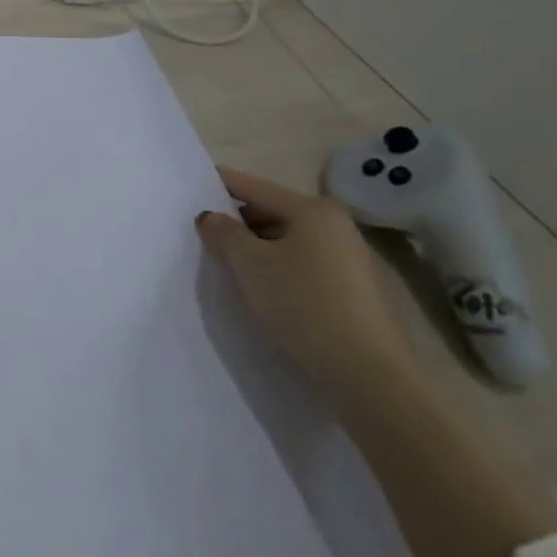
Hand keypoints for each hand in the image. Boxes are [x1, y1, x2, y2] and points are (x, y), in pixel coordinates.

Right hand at [195, 166, 420, 398]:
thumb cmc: (303, 304)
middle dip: (236, 221)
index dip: (219, 184)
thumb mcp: (249, 264)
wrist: (367, 372)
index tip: (189, 188)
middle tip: (203, 234)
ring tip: (226, 263)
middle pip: (271, 211)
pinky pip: (302, 262)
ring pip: (286, 239)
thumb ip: (223, 233)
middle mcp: (335, 224)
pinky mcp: (352, 287)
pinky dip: (277, 266)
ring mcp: (348, 256)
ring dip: (256, 247)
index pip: (253, 186)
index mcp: (312, 209)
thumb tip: (210, 217)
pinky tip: (260, 286)